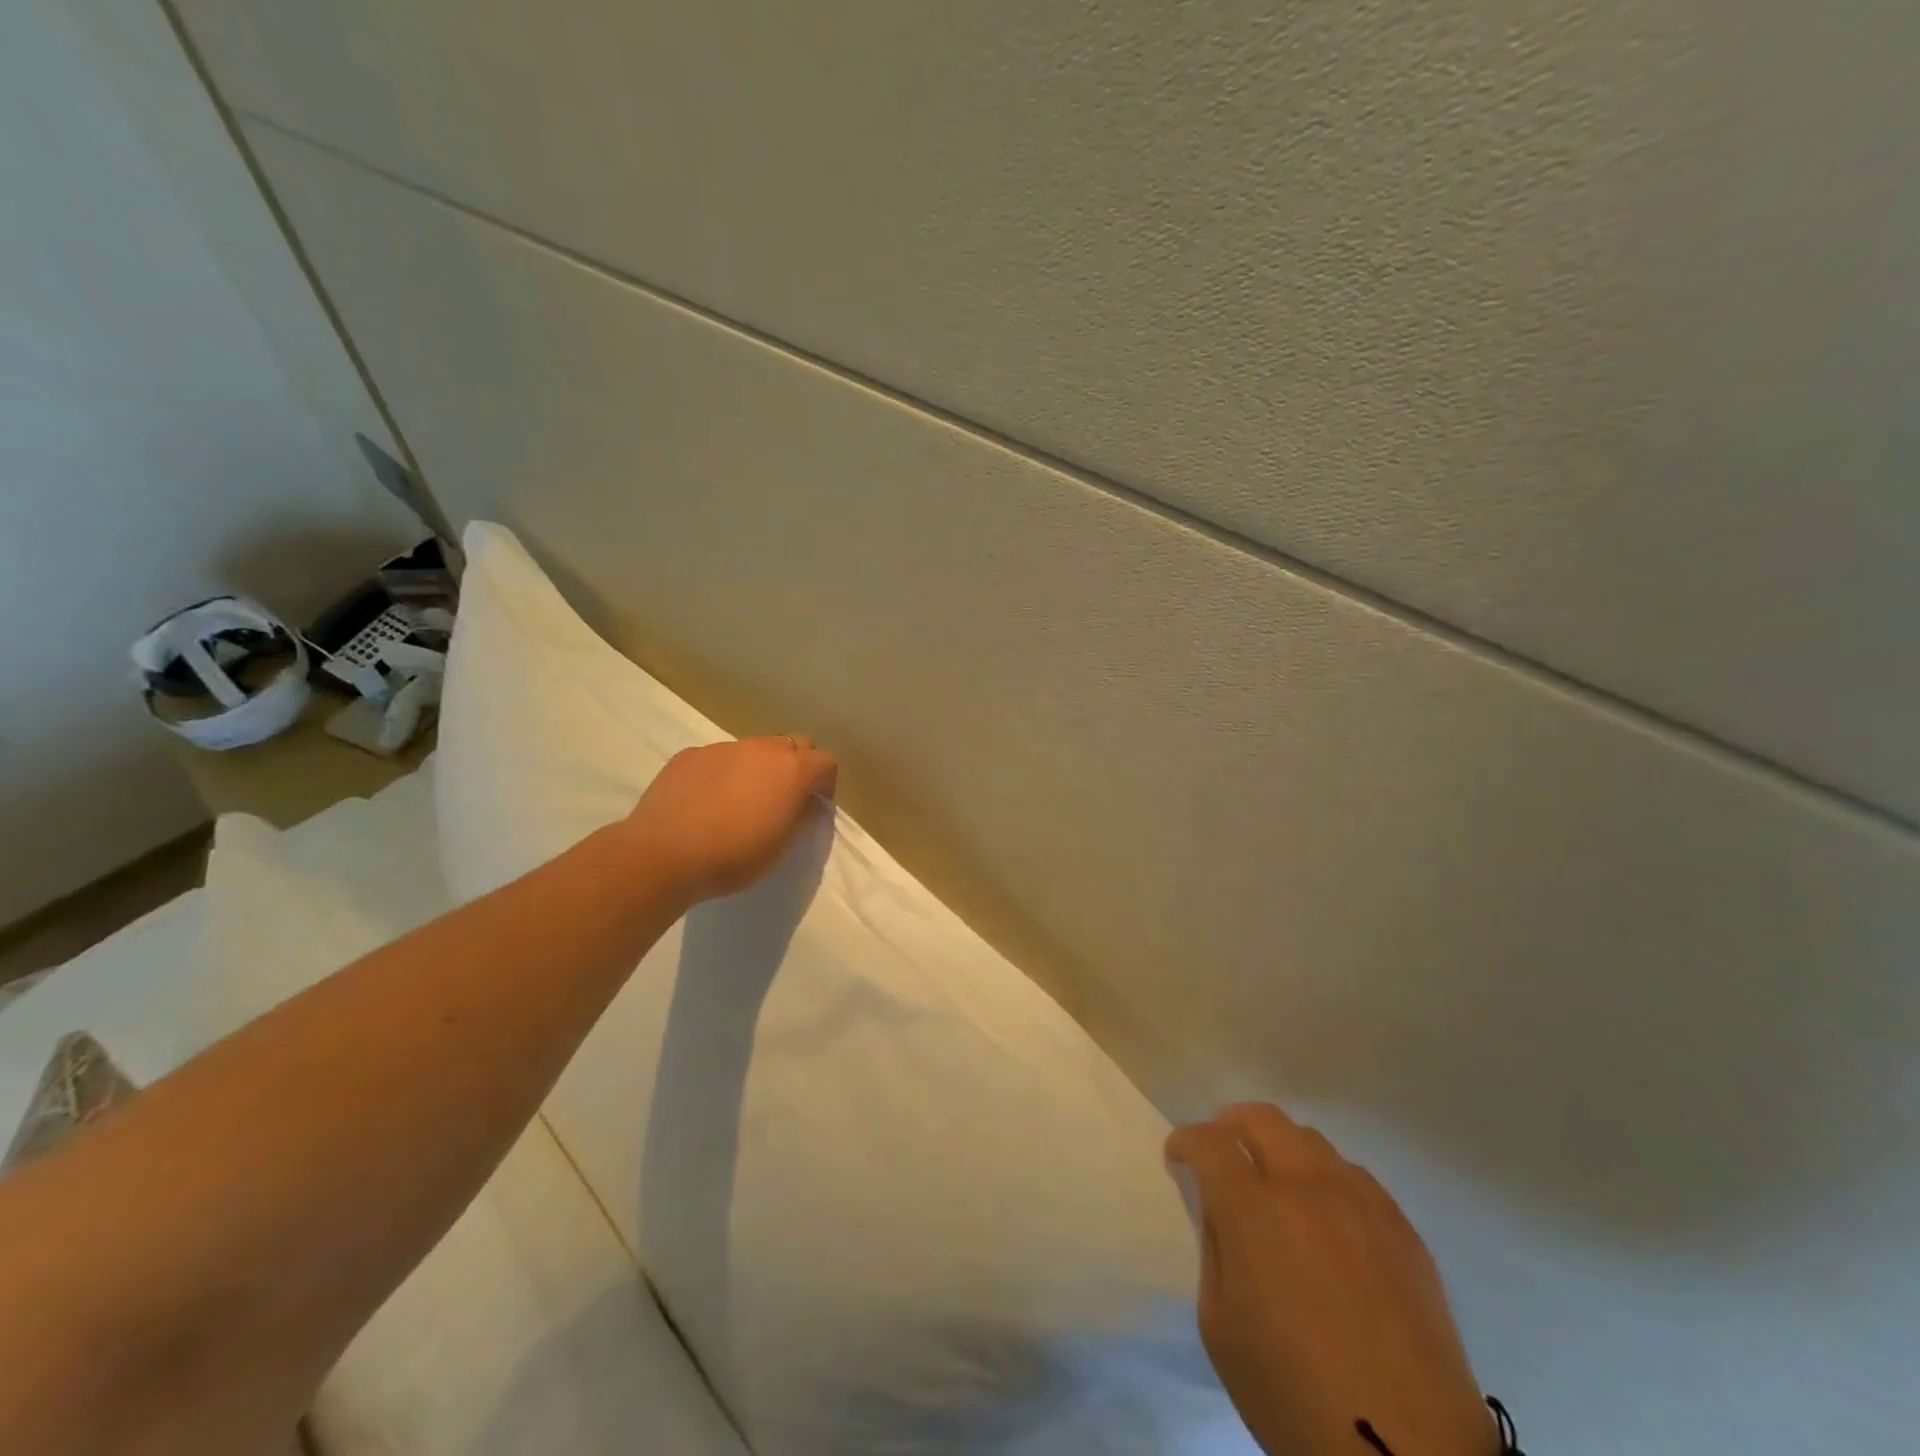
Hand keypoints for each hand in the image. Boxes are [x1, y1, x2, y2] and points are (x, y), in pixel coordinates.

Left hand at [622, 735, 838, 904]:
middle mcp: (761, 749)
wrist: (663, 854)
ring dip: (759, 768)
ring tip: (741, 801)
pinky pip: (719, 758)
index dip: (826, 782)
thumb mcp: (781, 848)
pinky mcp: (690, 755)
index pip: (826, 761)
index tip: (816, 805)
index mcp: (792, 771)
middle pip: (793, 744)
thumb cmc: (733, 856)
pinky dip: (724, 773)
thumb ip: (801, 819)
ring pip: (754, 749)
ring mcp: (723, 748)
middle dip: (797, 766)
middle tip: (785, 798)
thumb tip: (810, 803)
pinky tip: (707, 802)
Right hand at [1166, 1104, 1492, 1455]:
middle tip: (1222, 1152)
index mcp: (1252, 1208)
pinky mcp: (1402, 1227)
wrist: (1410, 1455)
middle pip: (1260, 1118)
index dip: (1185, 1142)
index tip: (1179, 1158)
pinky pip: (1354, 1177)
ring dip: (1281, 1150)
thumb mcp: (1220, 1325)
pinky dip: (1327, 1180)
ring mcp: (1360, 1201)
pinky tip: (1328, 1220)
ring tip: (1276, 1185)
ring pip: (1310, 1141)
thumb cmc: (1295, 1394)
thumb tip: (1219, 1210)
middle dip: (1230, 1125)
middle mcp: (1305, 1185)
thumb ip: (1214, 1249)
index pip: (1208, 1141)